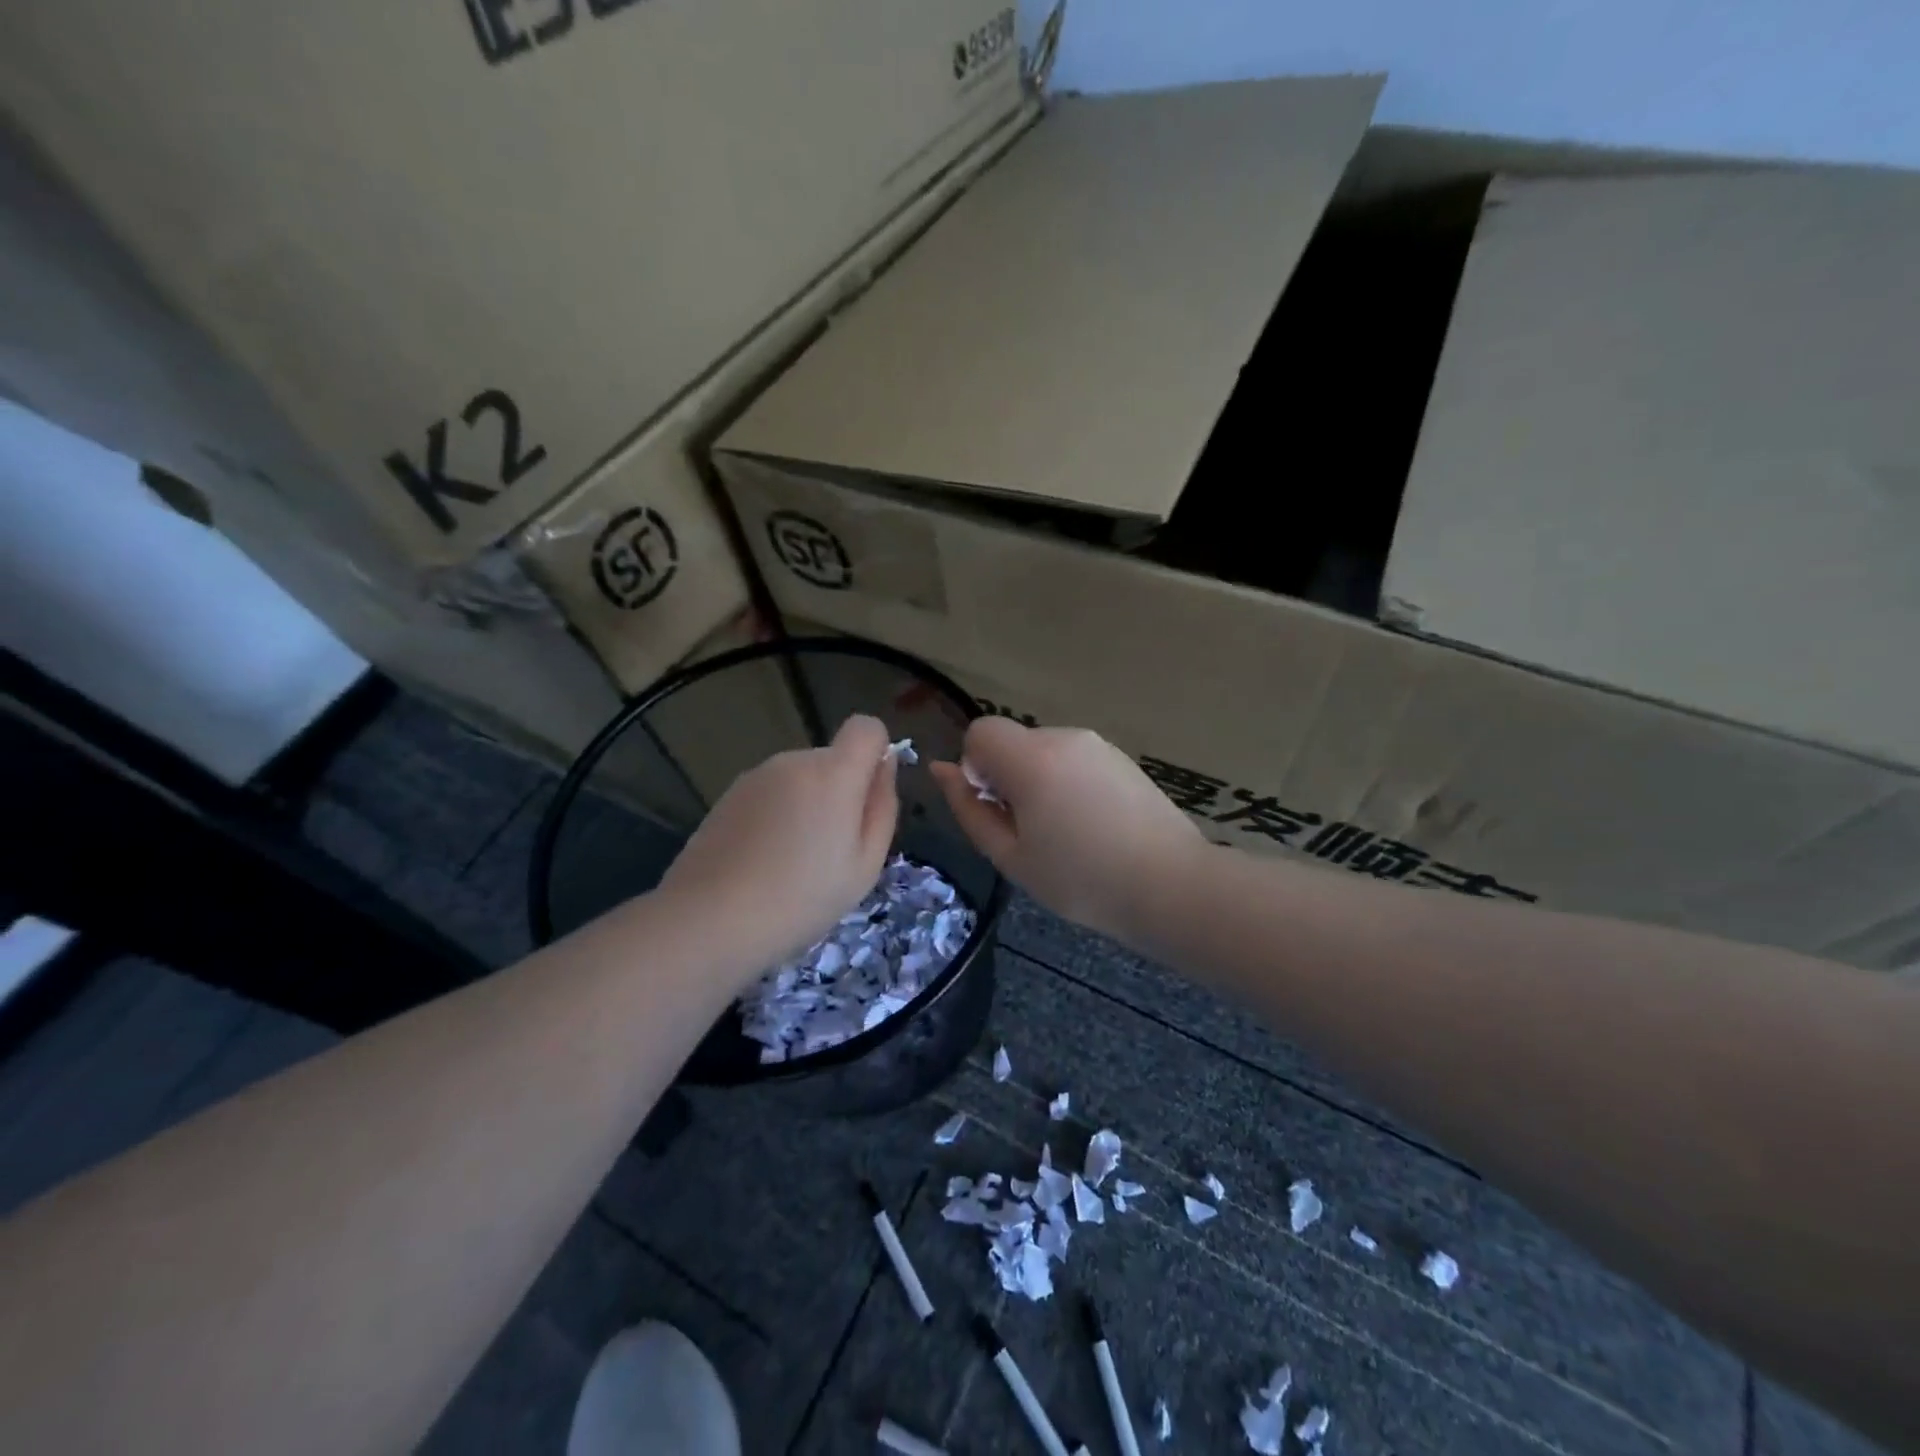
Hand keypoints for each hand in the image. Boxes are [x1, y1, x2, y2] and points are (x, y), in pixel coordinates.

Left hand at [660, 715, 898, 979]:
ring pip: (800, 779)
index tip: (868, 797)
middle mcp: (794, 761)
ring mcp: (756, 776)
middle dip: (840, 792)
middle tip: (830, 851)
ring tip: (792, 863)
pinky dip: (776, 816)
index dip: (876, 752)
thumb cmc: (801, 899)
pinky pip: (771, 794)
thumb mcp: (865, 865)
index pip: (866, 727)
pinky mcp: (728, 795)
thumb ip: (882, 806)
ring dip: (806, 806)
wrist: (709, 920)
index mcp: (833, 774)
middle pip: (832, 759)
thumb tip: (885, 765)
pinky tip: (762, 861)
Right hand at [931, 718, 1202, 943]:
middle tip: (1031, 833)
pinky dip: (1068, 783)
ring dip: (1039, 781)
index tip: (998, 809)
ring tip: (1067, 834)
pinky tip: (1093, 826)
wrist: (1171, 885)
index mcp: (1031, 758)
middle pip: (1013, 742)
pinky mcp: (1122, 758)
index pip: (980, 731)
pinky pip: (1075, 760)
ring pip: (1044, 751)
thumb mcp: (1010, 856)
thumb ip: (969, 808)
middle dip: (1008, 777)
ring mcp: (1098, 744)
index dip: (976, 768)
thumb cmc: (1081, 880)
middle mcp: (1064, 737)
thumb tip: (942, 769)